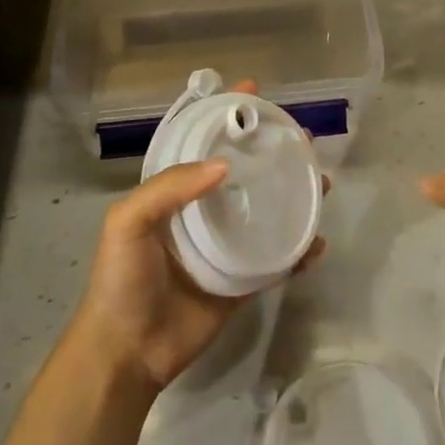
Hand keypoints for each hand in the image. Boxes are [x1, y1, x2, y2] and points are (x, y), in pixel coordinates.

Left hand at [72, 80, 326, 390]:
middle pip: (244, 171)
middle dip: (271, 150)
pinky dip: (299, 251)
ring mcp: (225, 248)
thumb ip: (169, 188)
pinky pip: (276, 261)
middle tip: (302, 136)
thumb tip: (223, 166)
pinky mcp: (242, 283)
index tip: (253, 91)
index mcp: (175, 192)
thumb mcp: (128, 222)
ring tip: (322, 180)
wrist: (127, 352)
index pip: (203, 142)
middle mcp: (203, 212)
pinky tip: (318, 242)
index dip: (225, 115)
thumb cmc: (122, 280)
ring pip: (267, 210)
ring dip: (294, 194)